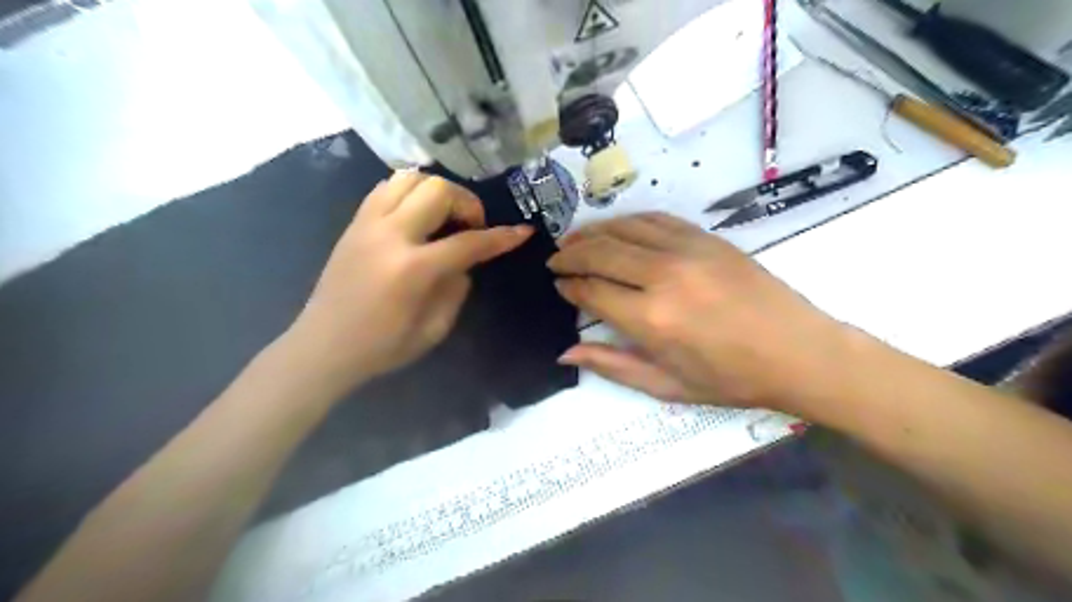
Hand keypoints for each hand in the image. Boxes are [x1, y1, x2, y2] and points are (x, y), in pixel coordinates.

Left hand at [286, 170, 532, 395]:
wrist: (323, 346)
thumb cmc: (382, 347)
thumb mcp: (434, 329)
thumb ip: (456, 289)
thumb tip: (463, 262)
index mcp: (413, 269)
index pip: (468, 243)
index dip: (501, 237)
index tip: (522, 232)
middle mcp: (390, 235)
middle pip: (438, 191)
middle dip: (467, 203)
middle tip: (472, 226)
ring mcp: (367, 224)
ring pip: (410, 178)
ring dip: (437, 191)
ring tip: (445, 216)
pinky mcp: (354, 223)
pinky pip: (386, 188)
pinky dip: (410, 192)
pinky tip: (417, 215)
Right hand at [548, 213, 851, 413]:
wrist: (797, 352)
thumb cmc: (730, 378)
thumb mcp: (666, 385)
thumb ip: (612, 365)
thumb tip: (565, 351)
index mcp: (651, 319)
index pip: (592, 291)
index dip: (569, 286)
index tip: (558, 285)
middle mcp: (663, 276)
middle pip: (600, 252)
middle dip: (570, 254)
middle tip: (555, 260)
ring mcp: (686, 250)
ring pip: (623, 229)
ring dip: (593, 232)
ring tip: (575, 240)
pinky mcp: (706, 238)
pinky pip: (655, 219)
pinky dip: (628, 220)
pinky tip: (616, 228)